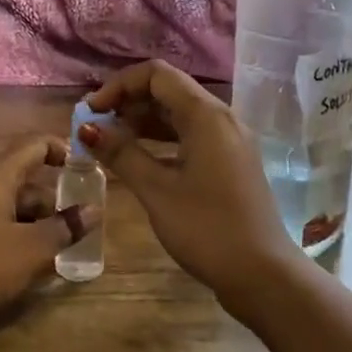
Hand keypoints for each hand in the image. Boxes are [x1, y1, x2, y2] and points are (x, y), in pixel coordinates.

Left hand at [0, 137, 95, 330]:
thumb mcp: (30, 250)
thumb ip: (64, 228)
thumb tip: (94, 210)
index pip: (33, 143)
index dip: (61, 149)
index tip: (84, 169)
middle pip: (21, 175)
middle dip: (50, 198)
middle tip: (73, 225)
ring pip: (5, 199)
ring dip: (32, 218)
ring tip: (52, 249)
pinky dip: (11, 230)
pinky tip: (21, 260)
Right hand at [79, 61, 292, 299]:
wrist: (265, 277)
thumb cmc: (207, 229)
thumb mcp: (157, 191)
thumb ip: (121, 154)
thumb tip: (86, 127)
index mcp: (206, 115)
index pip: (156, 75)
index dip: (119, 85)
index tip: (91, 111)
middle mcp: (221, 118)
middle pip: (169, 90)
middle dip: (129, 101)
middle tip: (96, 126)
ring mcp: (229, 140)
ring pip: (179, 113)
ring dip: (143, 121)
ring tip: (111, 142)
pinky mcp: (230, 162)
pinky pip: (191, 135)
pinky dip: (162, 139)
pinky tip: (140, 160)